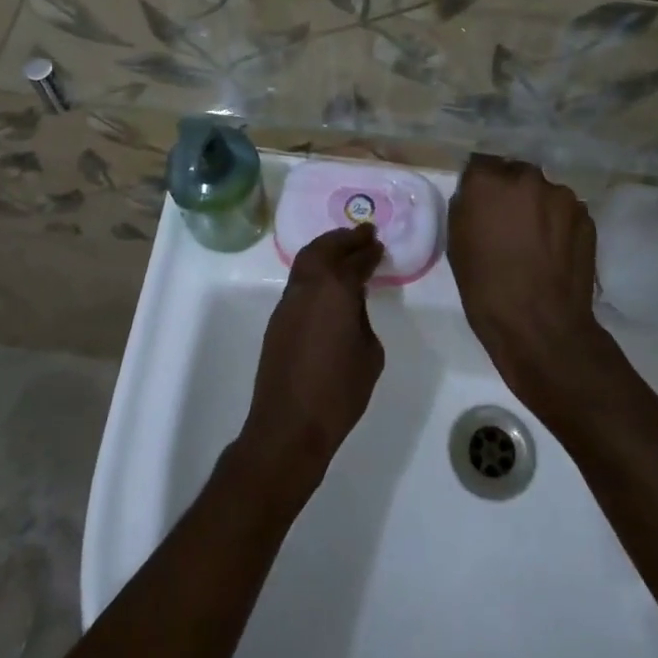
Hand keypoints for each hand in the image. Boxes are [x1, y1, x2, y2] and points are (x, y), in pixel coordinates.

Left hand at [238, 224, 385, 490]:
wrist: (290, 424)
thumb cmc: (339, 391)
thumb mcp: (370, 353)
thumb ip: (362, 318)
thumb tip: (351, 306)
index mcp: (336, 289)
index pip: (356, 260)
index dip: (369, 251)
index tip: (379, 244)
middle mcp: (309, 286)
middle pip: (326, 248)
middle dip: (345, 238)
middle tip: (363, 233)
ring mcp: (289, 300)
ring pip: (306, 260)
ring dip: (326, 248)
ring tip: (344, 247)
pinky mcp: (278, 318)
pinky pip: (298, 279)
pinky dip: (314, 268)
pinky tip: (326, 278)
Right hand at [448, 155, 612, 420]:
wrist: (541, 325)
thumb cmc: (486, 287)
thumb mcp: (457, 243)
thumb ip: (468, 206)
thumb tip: (478, 196)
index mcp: (488, 181)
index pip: (481, 164)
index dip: (480, 184)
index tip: (481, 203)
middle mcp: (527, 177)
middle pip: (515, 173)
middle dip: (511, 192)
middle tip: (507, 222)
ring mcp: (562, 195)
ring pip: (543, 192)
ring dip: (537, 207)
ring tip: (534, 240)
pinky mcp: (586, 216)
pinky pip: (565, 211)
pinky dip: (558, 224)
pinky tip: (554, 251)